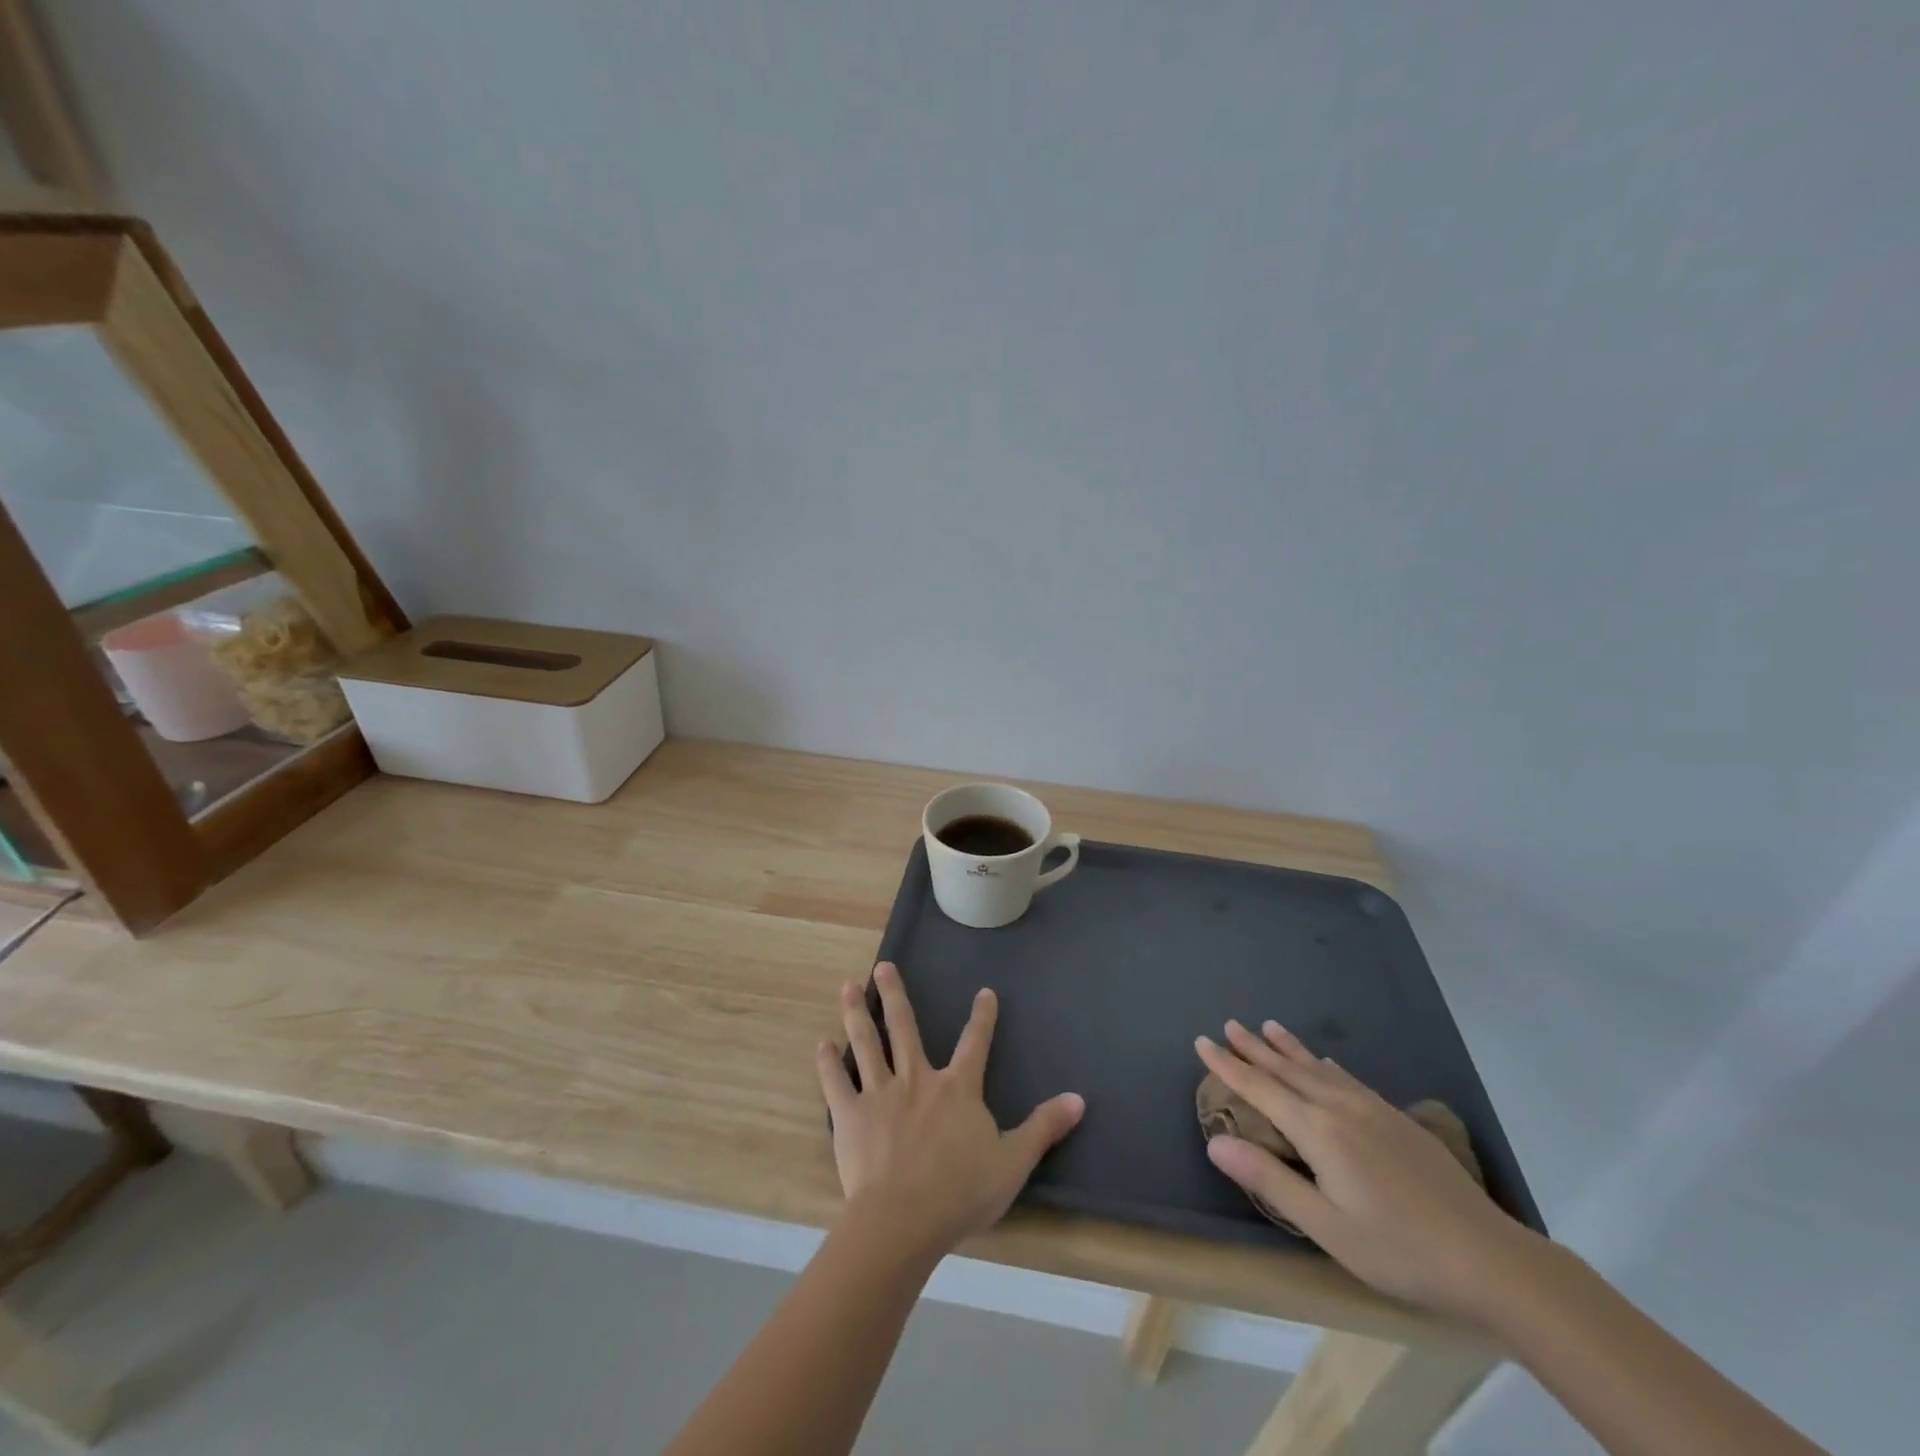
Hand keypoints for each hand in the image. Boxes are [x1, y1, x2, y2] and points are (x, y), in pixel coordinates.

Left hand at [818, 962, 1085, 1257]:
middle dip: (894, 994)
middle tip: (882, 965)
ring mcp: (880, 1094)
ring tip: (847, 987)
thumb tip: (1079, 1099)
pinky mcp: (851, 1116)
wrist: (904, 1220)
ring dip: (857, 1014)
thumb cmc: (961, 1192)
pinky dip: (828, 1064)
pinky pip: (836, 1084)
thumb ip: (1043, 1127)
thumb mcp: (1013, 1161)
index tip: (984, 992)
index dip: (982, 1017)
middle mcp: (917, 1080)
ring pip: (867, 1043)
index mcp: (957, 1089)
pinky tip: (821, 1045)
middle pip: (904, 1028)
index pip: (974, 1044)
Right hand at [1197, 1020, 1541, 1323]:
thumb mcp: (1325, 1226)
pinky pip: (1347, 1079)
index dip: (1228, 1065)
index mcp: (1318, 1131)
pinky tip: (1325, 1065)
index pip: (1260, 1089)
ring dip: (1288, 1048)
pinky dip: (1324, 1065)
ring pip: (1318, 1069)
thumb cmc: (1397, 1248)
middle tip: (1229, 1024)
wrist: (1488, 1257)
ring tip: (1269, 1026)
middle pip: (1287, 1070)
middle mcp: (1340, 1108)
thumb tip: (1214, 1141)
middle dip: (1254, 1048)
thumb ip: (1269, 1179)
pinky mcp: (1397, 1120)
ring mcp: (1372, 1110)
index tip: (1202, 1040)